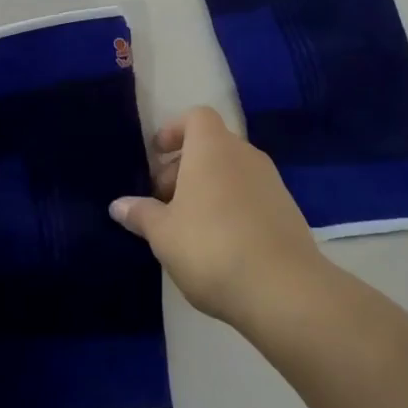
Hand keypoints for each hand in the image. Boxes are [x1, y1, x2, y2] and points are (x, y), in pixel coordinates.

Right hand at [110, 106, 325, 331]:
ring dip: (208, 189)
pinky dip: (232, 208)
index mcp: (212, 148)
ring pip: (232, 172)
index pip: (196, 117)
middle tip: (164, 202)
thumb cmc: (211, 247)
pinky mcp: (288, 212)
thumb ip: (141, 214)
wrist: (284, 290)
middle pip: (212, 146)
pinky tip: (220, 245)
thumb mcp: (163, 234)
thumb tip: (118, 205)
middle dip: (185, 167)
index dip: (174, 130)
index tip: (157, 155)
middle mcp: (245, 155)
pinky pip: (251, 196)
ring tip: (188, 227)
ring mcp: (271, 183)